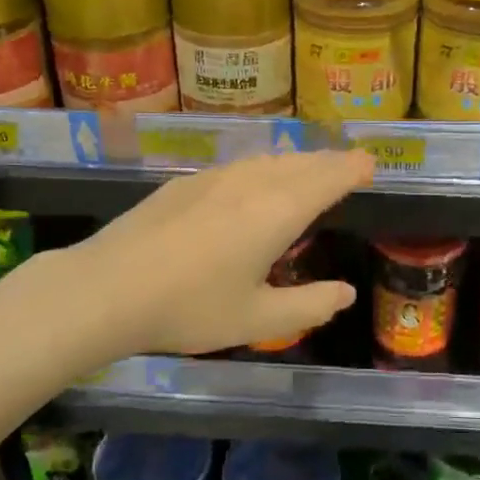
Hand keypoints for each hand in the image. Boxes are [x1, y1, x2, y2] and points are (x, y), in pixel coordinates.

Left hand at [56, 149, 373, 356]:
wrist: (108, 288)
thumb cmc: (190, 307)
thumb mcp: (257, 319)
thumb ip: (309, 305)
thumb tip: (346, 293)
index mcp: (278, 211)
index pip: (328, 178)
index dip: (353, 168)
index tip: (371, 165)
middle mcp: (252, 183)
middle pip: (301, 162)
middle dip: (329, 162)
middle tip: (349, 166)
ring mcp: (215, 178)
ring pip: (269, 160)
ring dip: (297, 162)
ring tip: (309, 170)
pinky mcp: (185, 183)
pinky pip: (241, 166)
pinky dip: (264, 168)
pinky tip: (255, 182)